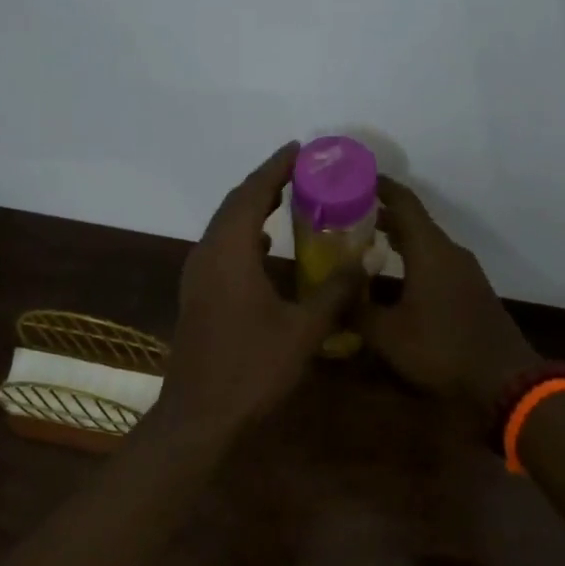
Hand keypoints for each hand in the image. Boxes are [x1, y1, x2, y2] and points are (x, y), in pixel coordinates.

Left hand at [158, 143, 362, 441]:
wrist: (199, 416)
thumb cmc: (251, 369)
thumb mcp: (303, 330)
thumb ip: (335, 290)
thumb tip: (367, 258)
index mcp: (229, 253)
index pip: (251, 194)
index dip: (275, 168)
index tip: (300, 149)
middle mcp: (206, 255)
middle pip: (234, 205)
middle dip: (265, 182)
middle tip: (300, 169)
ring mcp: (197, 277)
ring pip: (225, 227)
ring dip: (252, 208)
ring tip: (286, 197)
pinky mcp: (198, 296)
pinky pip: (222, 249)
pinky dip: (245, 236)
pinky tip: (265, 246)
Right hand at [359, 179, 540, 411]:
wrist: (503, 380)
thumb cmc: (442, 349)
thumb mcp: (388, 334)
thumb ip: (356, 311)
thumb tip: (328, 301)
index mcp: (430, 250)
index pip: (403, 202)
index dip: (379, 186)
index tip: (353, 177)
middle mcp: (449, 252)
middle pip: (413, 221)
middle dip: (381, 214)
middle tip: (345, 214)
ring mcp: (464, 271)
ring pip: (425, 243)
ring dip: (397, 238)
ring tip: (363, 241)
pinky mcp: (470, 290)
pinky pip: (436, 261)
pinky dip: (412, 258)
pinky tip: (394, 275)